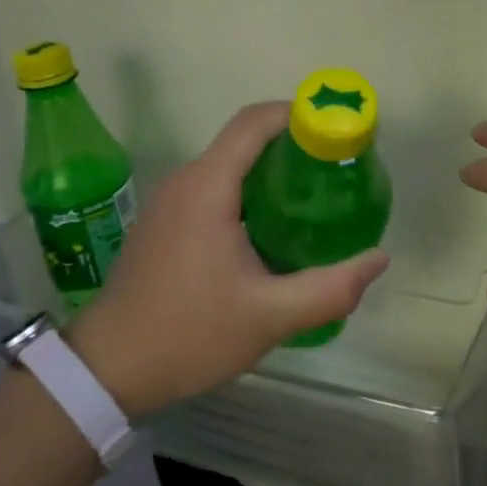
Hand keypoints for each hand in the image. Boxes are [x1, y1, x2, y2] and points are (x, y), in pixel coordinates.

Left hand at [67, 101, 389, 418]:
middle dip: (294, 147)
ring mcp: (170, 201)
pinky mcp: (165, 222)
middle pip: (245, 140)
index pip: (254, 122)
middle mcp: (185, 181)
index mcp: (207, 187)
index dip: (298, 115)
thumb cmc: (188, 334)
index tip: (338, 132)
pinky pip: (215, 188)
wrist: (107, 371)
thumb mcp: (270, 316)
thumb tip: (379, 259)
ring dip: (273, 172)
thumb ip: (330, 288)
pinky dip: (250, 192)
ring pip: (230, 165)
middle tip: (338, 173)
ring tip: (316, 199)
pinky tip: (275, 229)